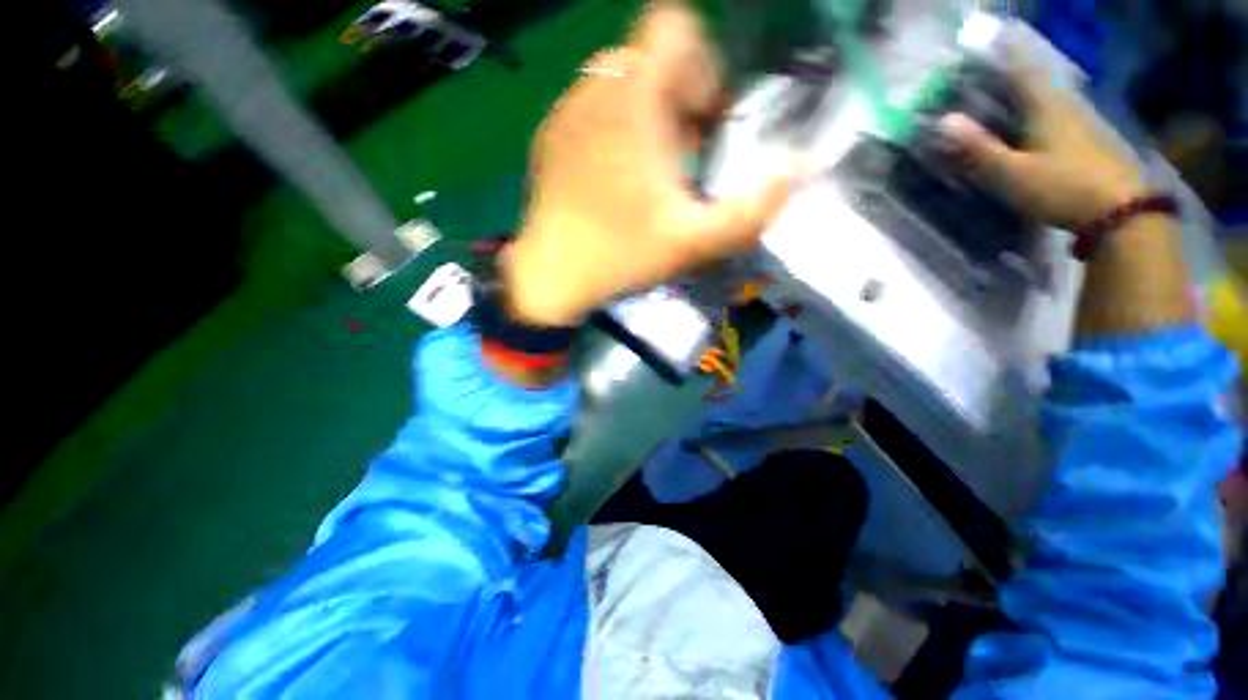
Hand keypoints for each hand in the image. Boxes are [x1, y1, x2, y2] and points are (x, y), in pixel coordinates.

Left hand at [501, 1, 796, 326]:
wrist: (551, 278)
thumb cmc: (621, 256)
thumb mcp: (694, 242)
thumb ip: (751, 211)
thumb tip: (797, 170)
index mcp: (632, 100)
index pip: (673, 24)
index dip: (701, 63)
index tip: (703, 117)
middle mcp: (594, 90)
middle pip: (649, 59)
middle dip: (678, 98)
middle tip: (683, 155)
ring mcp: (563, 112)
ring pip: (618, 85)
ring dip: (645, 116)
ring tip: (649, 172)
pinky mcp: (548, 138)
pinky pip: (590, 111)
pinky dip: (613, 131)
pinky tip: (612, 180)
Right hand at [939, 64, 1145, 230]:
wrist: (1122, 211)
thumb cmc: (1062, 187)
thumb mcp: (1012, 173)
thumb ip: (979, 148)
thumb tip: (944, 120)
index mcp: (1046, 106)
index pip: (1022, 70)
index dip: (1006, 54)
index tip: (992, 39)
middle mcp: (1067, 105)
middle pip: (1038, 82)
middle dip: (1014, 74)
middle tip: (992, 72)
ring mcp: (1084, 122)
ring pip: (1050, 99)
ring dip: (1029, 95)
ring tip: (1008, 98)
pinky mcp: (1093, 139)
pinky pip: (1060, 116)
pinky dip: (1042, 114)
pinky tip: (1036, 125)